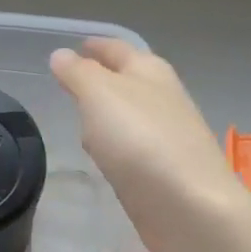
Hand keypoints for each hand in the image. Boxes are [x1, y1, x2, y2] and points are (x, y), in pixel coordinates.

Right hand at [49, 39, 248, 251]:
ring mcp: (166, 137)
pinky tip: (103, 157)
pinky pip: (131, 149)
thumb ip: (78, 73)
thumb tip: (61, 54)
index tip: (77, 46)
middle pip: (127, 81)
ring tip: (80, 118)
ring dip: (107, 115)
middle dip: (101, 79)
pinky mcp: (163, 172)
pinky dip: (115, 146)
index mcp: (150, 71)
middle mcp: (162, 99)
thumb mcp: (100, 95)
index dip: (96, 46)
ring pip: (129, 116)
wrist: (189, 206)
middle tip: (71, 83)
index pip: (118, 49)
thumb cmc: (141, 139)